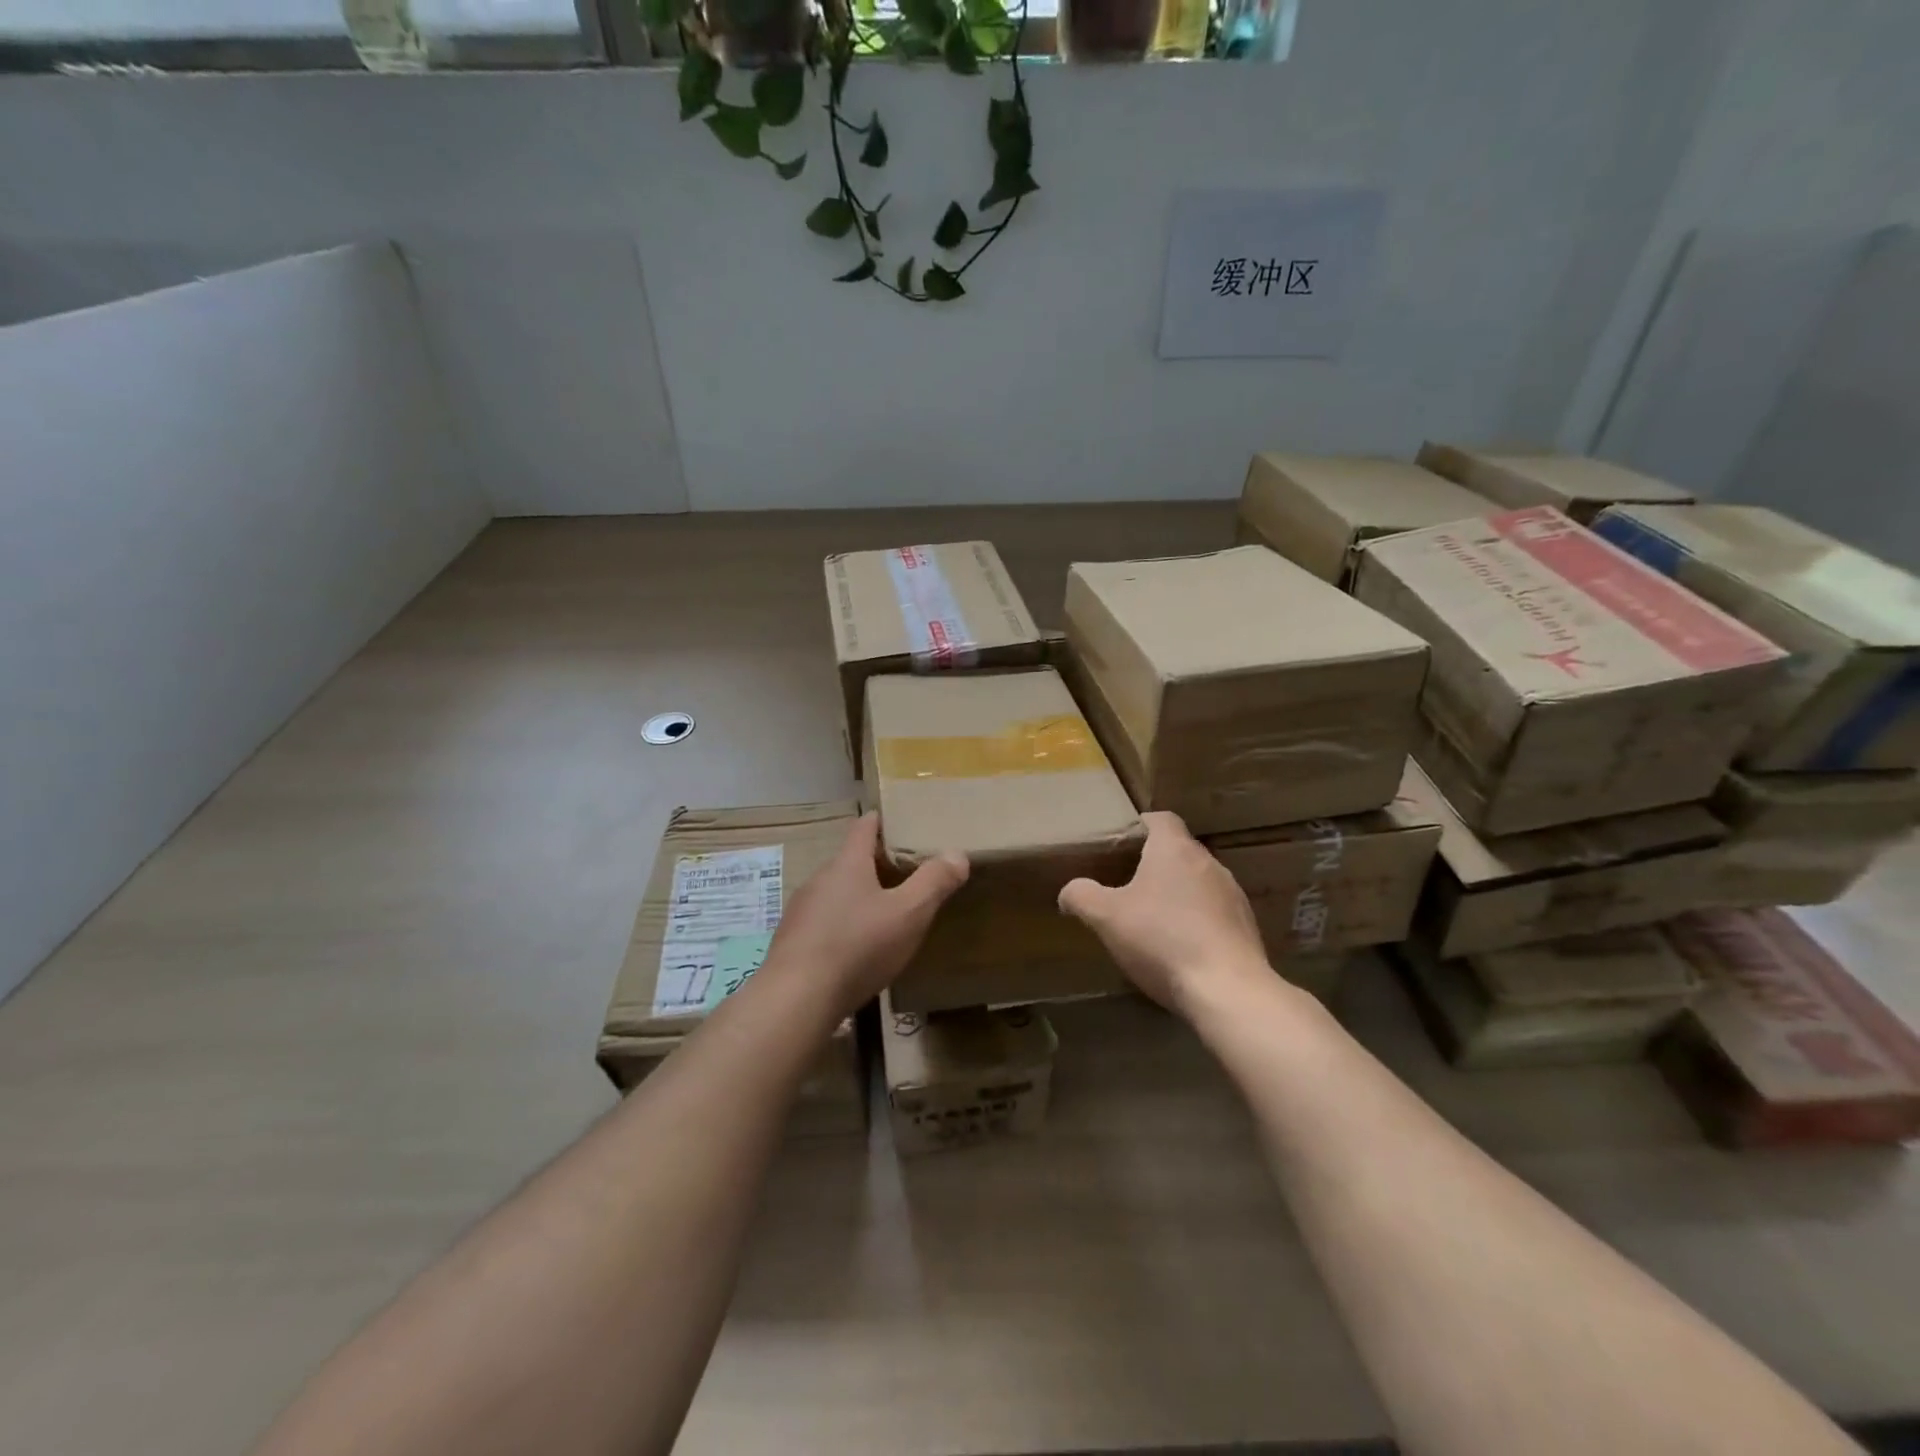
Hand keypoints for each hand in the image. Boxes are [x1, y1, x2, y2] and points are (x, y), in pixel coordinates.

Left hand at [768, 813, 968, 1016]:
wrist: (796, 999)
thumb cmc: (858, 946)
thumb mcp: (908, 914)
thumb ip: (934, 883)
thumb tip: (957, 854)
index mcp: (847, 864)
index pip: (863, 827)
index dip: (880, 821)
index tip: (895, 820)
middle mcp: (819, 879)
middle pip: (849, 861)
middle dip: (874, 865)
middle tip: (903, 875)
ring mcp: (800, 911)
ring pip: (834, 894)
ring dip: (857, 898)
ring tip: (882, 915)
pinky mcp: (791, 942)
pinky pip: (822, 923)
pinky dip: (841, 926)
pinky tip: (854, 951)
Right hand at [1058, 811, 1269, 1016]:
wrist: (1228, 991)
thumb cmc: (1162, 940)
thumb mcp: (1106, 917)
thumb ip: (1081, 896)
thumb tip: (1068, 891)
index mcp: (1175, 849)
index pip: (1161, 819)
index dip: (1140, 826)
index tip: (1120, 843)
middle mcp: (1209, 863)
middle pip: (1179, 851)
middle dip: (1154, 864)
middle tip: (1127, 884)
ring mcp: (1232, 895)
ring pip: (1198, 883)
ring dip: (1177, 894)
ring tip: (1153, 919)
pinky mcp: (1246, 926)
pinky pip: (1214, 913)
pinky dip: (1197, 921)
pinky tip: (1180, 948)